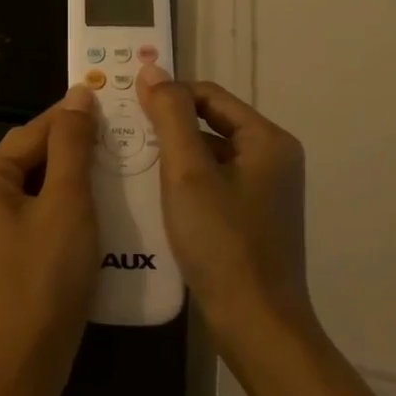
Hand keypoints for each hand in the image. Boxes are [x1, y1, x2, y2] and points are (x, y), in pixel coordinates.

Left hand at [0, 86, 100, 395]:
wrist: (21, 369)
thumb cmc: (44, 280)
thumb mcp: (66, 205)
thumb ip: (72, 146)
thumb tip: (78, 95)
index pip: (34, 131)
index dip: (75, 116)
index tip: (114, 97)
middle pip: (31, 156)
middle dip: (75, 147)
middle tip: (123, 133)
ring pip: (35, 184)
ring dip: (73, 175)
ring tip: (117, 162)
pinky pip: (33, 210)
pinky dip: (63, 203)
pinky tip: (96, 202)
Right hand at [136, 65, 311, 350]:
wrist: (255, 325)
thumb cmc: (222, 242)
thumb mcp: (188, 172)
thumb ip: (169, 116)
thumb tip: (153, 69)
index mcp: (268, 140)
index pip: (210, 95)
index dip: (168, 95)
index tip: (127, 107)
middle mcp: (273, 159)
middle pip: (210, 124)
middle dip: (167, 127)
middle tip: (123, 134)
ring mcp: (264, 192)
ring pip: (209, 156)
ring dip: (172, 156)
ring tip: (129, 162)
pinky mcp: (252, 219)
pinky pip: (212, 184)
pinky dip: (184, 184)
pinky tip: (152, 196)